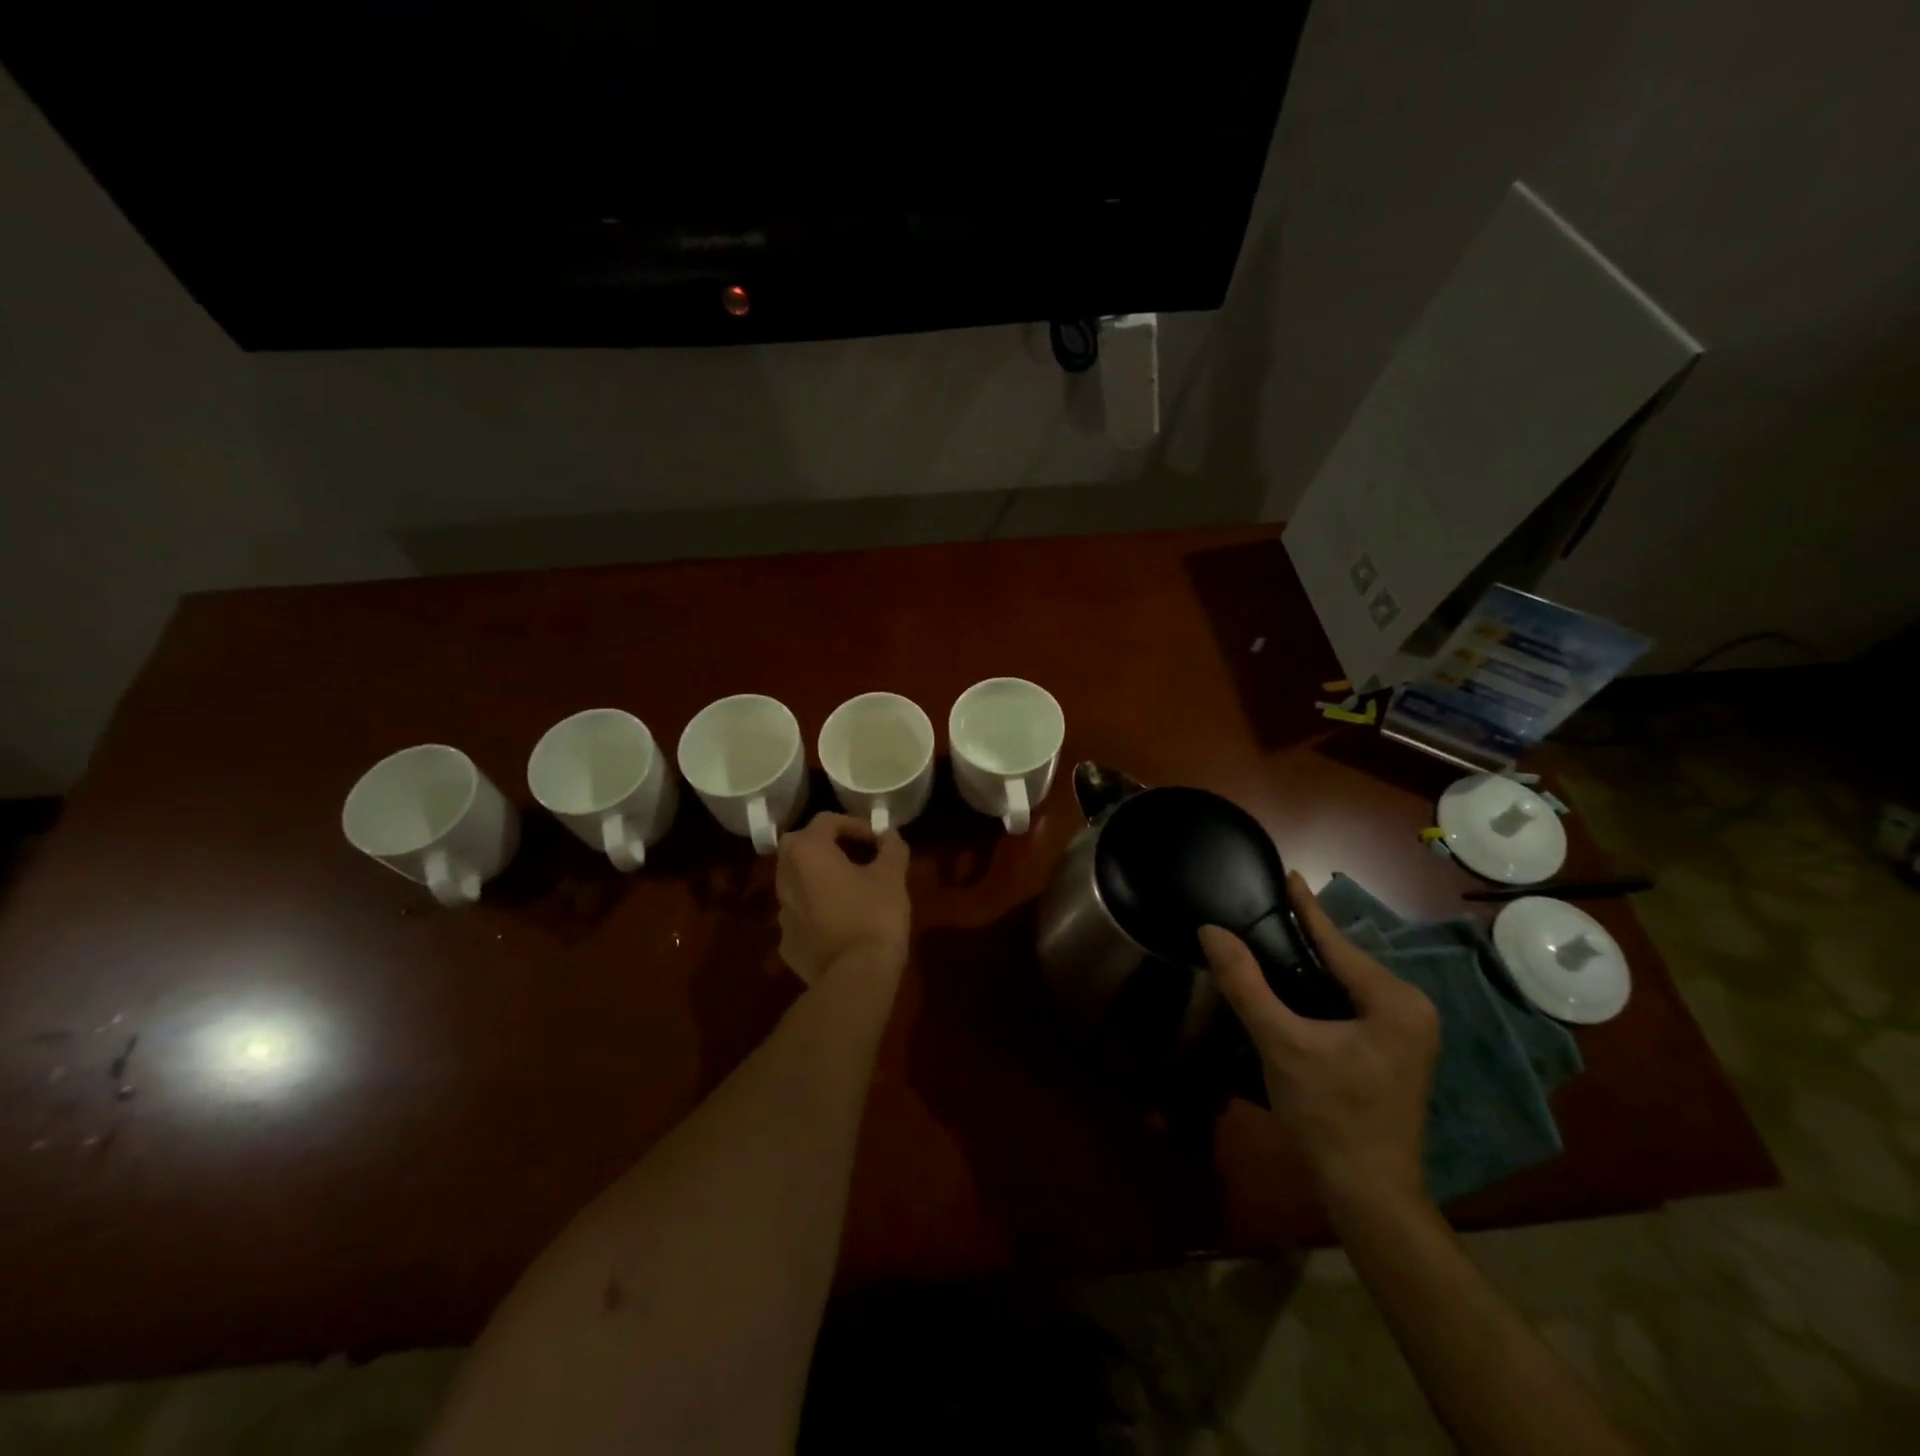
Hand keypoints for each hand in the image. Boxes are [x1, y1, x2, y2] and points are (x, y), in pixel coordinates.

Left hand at [774, 813, 910, 987]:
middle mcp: (786, 878)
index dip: (855, 824)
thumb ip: (891, 847)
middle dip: (826, 845)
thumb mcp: (892, 875)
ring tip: (849, 888)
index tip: (877, 838)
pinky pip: (800, 915)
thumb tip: (889, 833)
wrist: (855, 978)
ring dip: (818, 878)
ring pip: (796, 882)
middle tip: (854, 855)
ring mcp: (782, 914)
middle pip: (800, 847)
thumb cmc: (875, 915)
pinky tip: (839, 922)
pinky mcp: (786, 944)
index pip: (826, 821)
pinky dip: (816, 911)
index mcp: (808, 853)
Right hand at [1201, 871, 1439, 1209]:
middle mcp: (1411, 1008)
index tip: (1287, 873)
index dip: (1305, 907)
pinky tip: (1294, 985)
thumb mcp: (1281, 1044)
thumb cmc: (1328, 1115)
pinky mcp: (1396, 1050)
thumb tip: (1210, 931)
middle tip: (1264, 909)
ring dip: (1311, 964)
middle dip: (1305, 936)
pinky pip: (1353, 1003)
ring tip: (1271, 938)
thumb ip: (1244, 984)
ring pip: (1347, 983)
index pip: (1337, 942)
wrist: (1368, 1193)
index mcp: (1393, 1001)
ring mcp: (1408, 1032)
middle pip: (1344, 960)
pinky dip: (1321, 990)